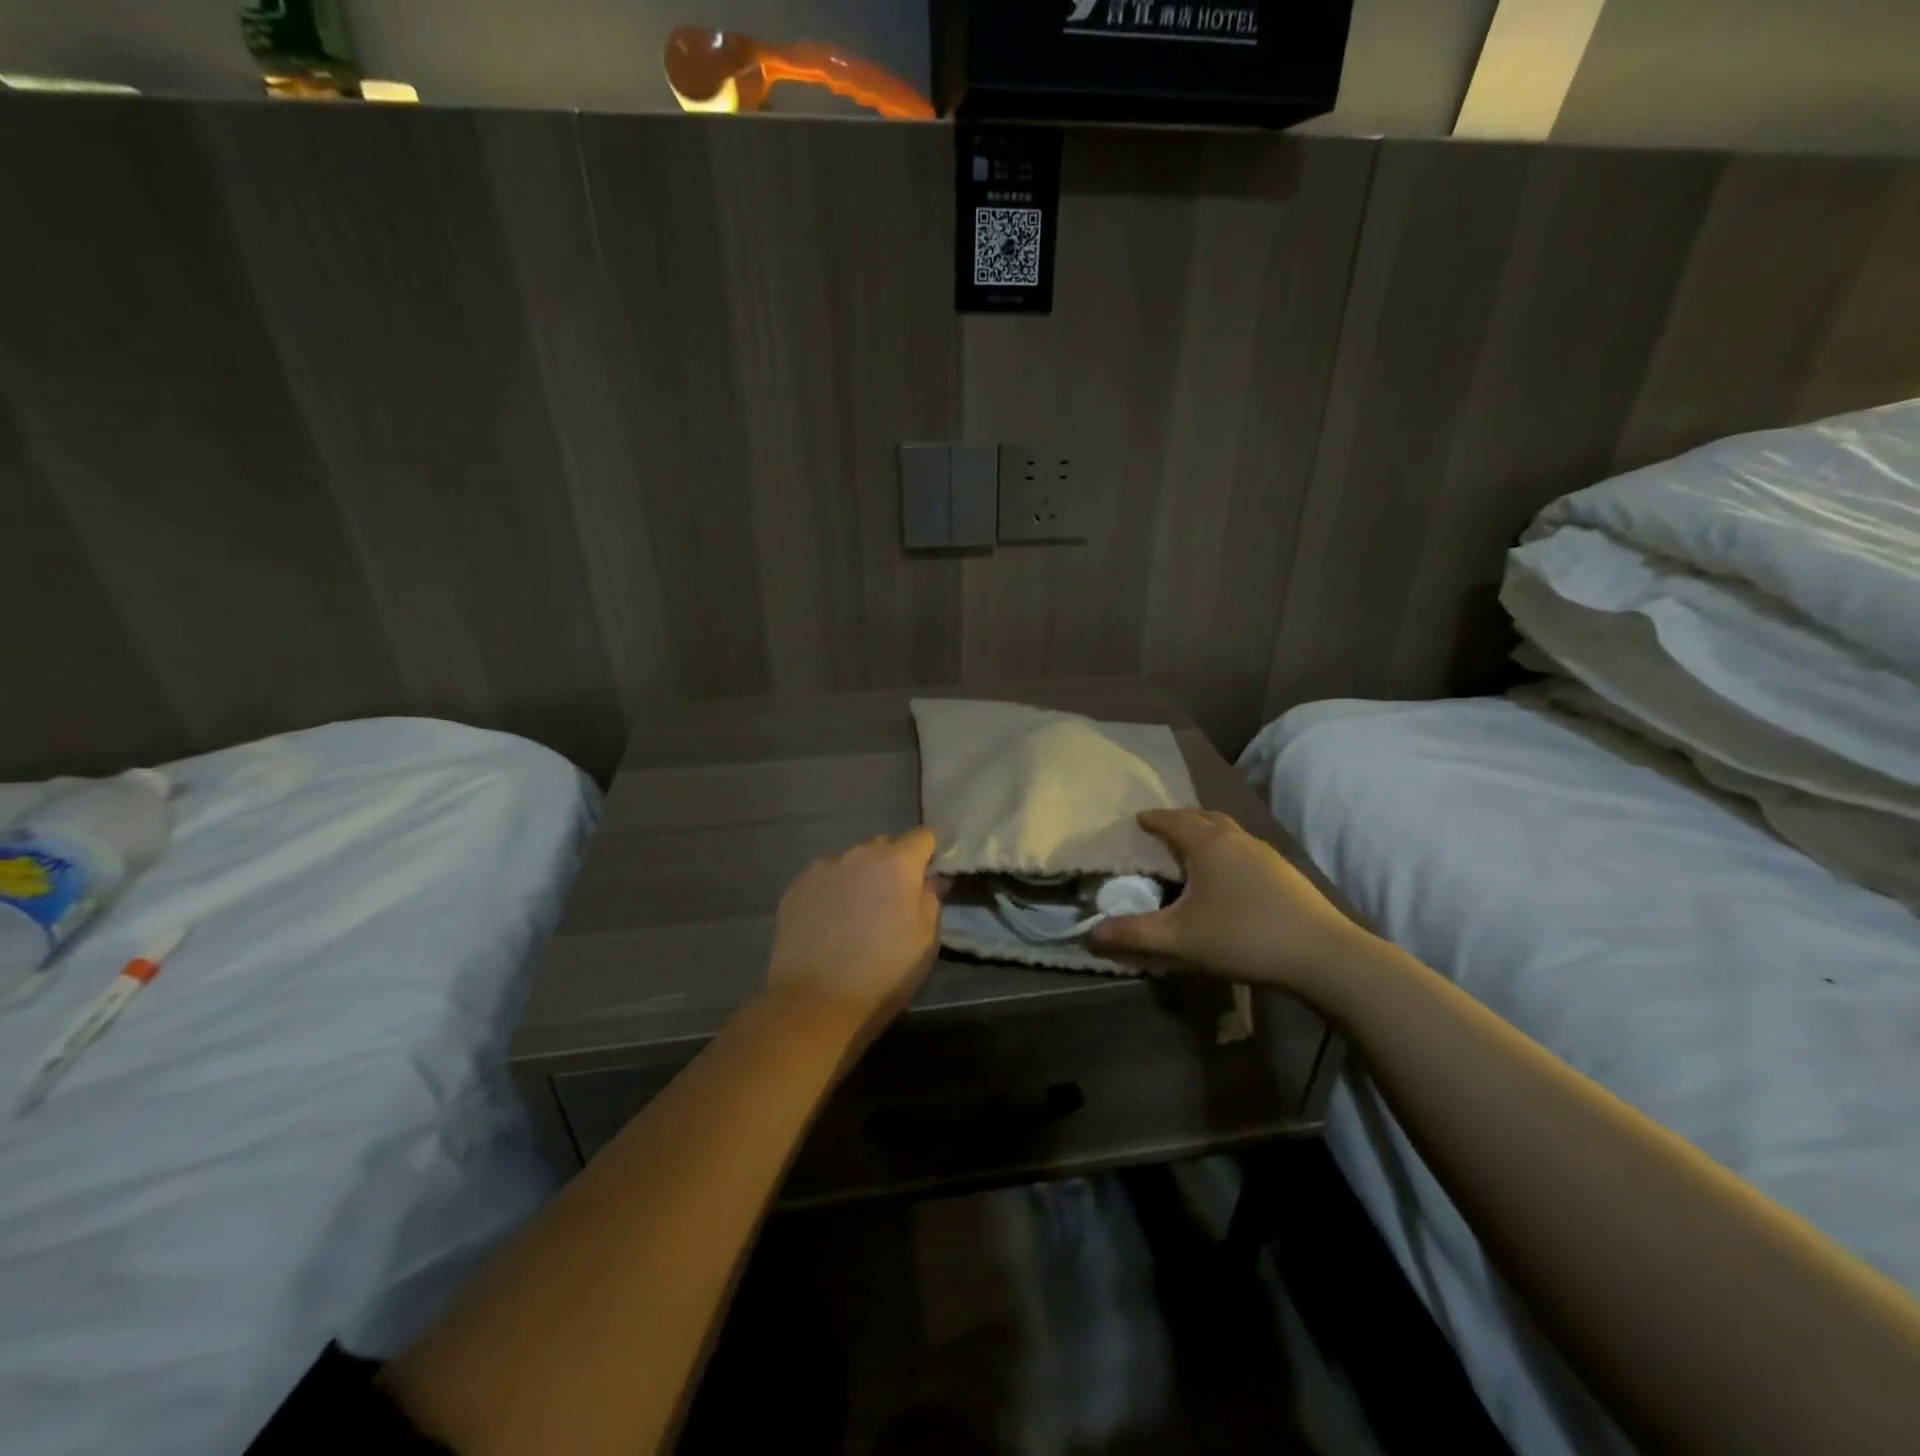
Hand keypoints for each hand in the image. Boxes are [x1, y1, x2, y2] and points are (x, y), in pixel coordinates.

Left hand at [766, 828, 944, 1036]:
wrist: (815, 1002)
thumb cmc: (884, 973)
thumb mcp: (926, 941)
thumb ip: (931, 899)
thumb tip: (930, 880)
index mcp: (897, 863)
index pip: (923, 836)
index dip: (930, 851)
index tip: (931, 871)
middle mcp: (859, 854)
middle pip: (884, 845)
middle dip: (894, 863)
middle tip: (895, 898)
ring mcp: (823, 869)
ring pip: (851, 862)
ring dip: (861, 877)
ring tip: (858, 912)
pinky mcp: (796, 887)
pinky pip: (824, 879)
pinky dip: (833, 891)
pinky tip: (830, 922)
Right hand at [1089, 809, 1363, 995]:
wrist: (1322, 955)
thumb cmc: (1243, 937)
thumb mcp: (1180, 939)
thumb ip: (1133, 933)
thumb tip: (1089, 933)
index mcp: (1208, 844)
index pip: (1172, 819)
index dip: (1152, 819)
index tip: (1137, 820)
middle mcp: (1236, 838)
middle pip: (1203, 816)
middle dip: (1179, 820)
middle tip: (1161, 832)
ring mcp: (1265, 853)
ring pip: (1227, 831)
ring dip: (1205, 833)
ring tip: (1190, 852)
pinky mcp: (1284, 872)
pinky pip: (1244, 848)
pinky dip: (1226, 851)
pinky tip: (1226, 878)